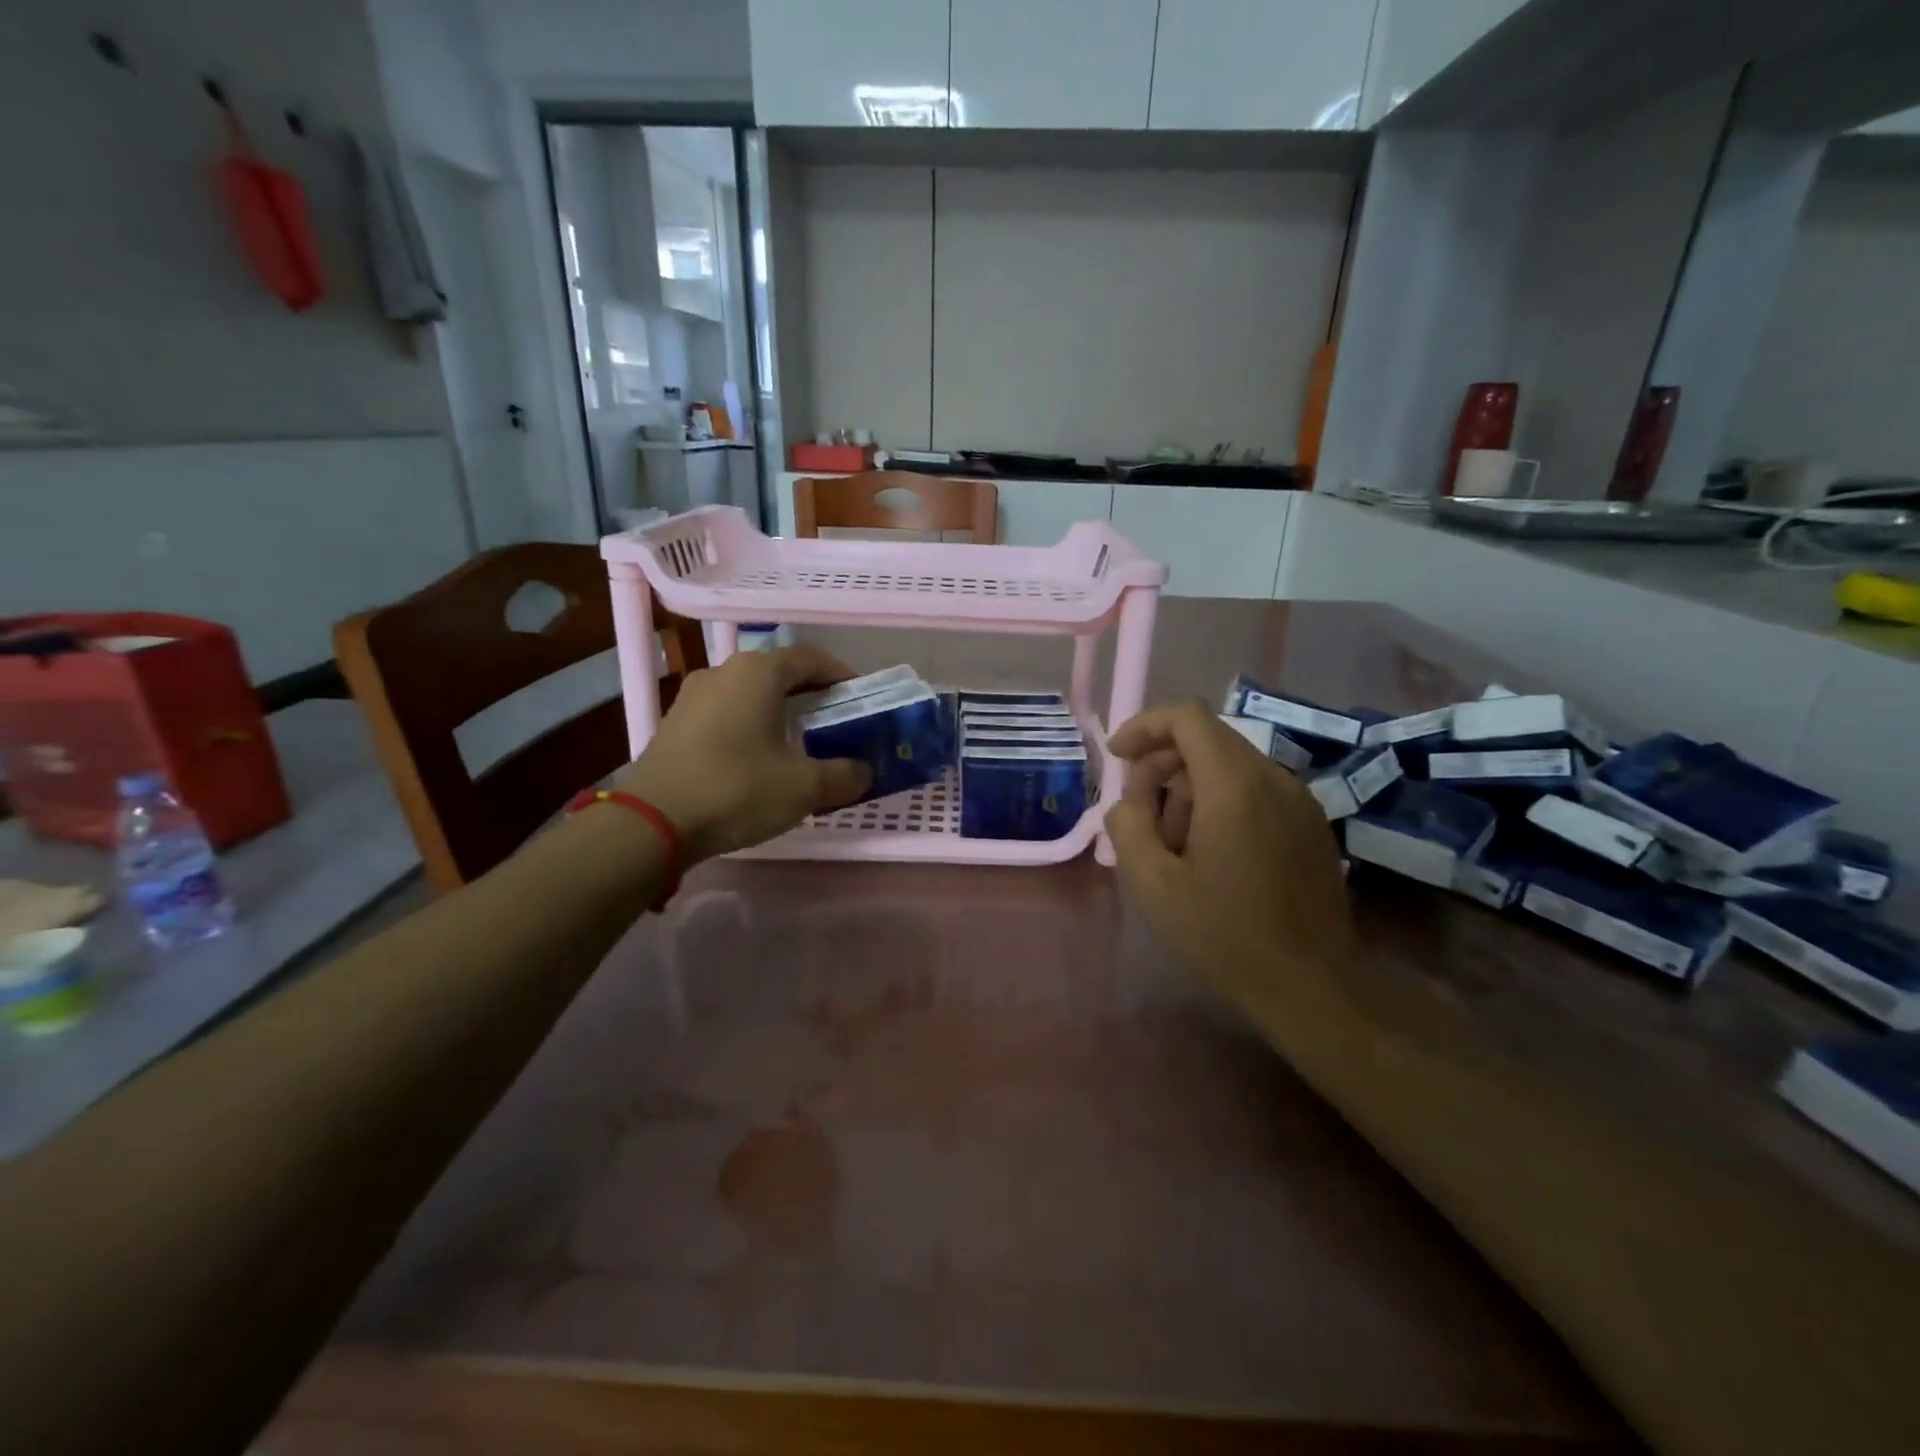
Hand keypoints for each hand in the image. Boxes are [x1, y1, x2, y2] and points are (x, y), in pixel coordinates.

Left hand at [616, 645, 871, 861]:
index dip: (841, 675)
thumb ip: (844, 775)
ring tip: (800, 743)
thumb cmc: (737, 789)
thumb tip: (865, 772)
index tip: (860, 699)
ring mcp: (692, 697)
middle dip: (812, 695)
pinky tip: (759, 760)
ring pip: (749, 694)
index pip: (811, 658)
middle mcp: (723, 672)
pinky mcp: (674, 725)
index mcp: (758, 673)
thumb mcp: (804, 787)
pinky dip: (750, 727)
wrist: (651, 823)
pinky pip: (725, 714)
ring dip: (779, 712)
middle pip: (779, 674)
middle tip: (835, 723)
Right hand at [1105, 701, 1355, 999]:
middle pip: (1207, 740)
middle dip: (1161, 765)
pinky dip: (1221, 802)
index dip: (1144, 726)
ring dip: (1189, 788)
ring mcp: (1299, 799)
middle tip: (1138, 813)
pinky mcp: (1311, 823)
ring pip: (1230, 766)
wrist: (1310, 984)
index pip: (1187, 717)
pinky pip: (1255, 790)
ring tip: (1173, 843)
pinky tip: (1210, 853)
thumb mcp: (1152, 882)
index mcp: (1234, 784)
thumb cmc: (1223, 933)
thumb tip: (1130, 799)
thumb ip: (1127, 824)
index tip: (1118, 757)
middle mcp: (1273, 777)